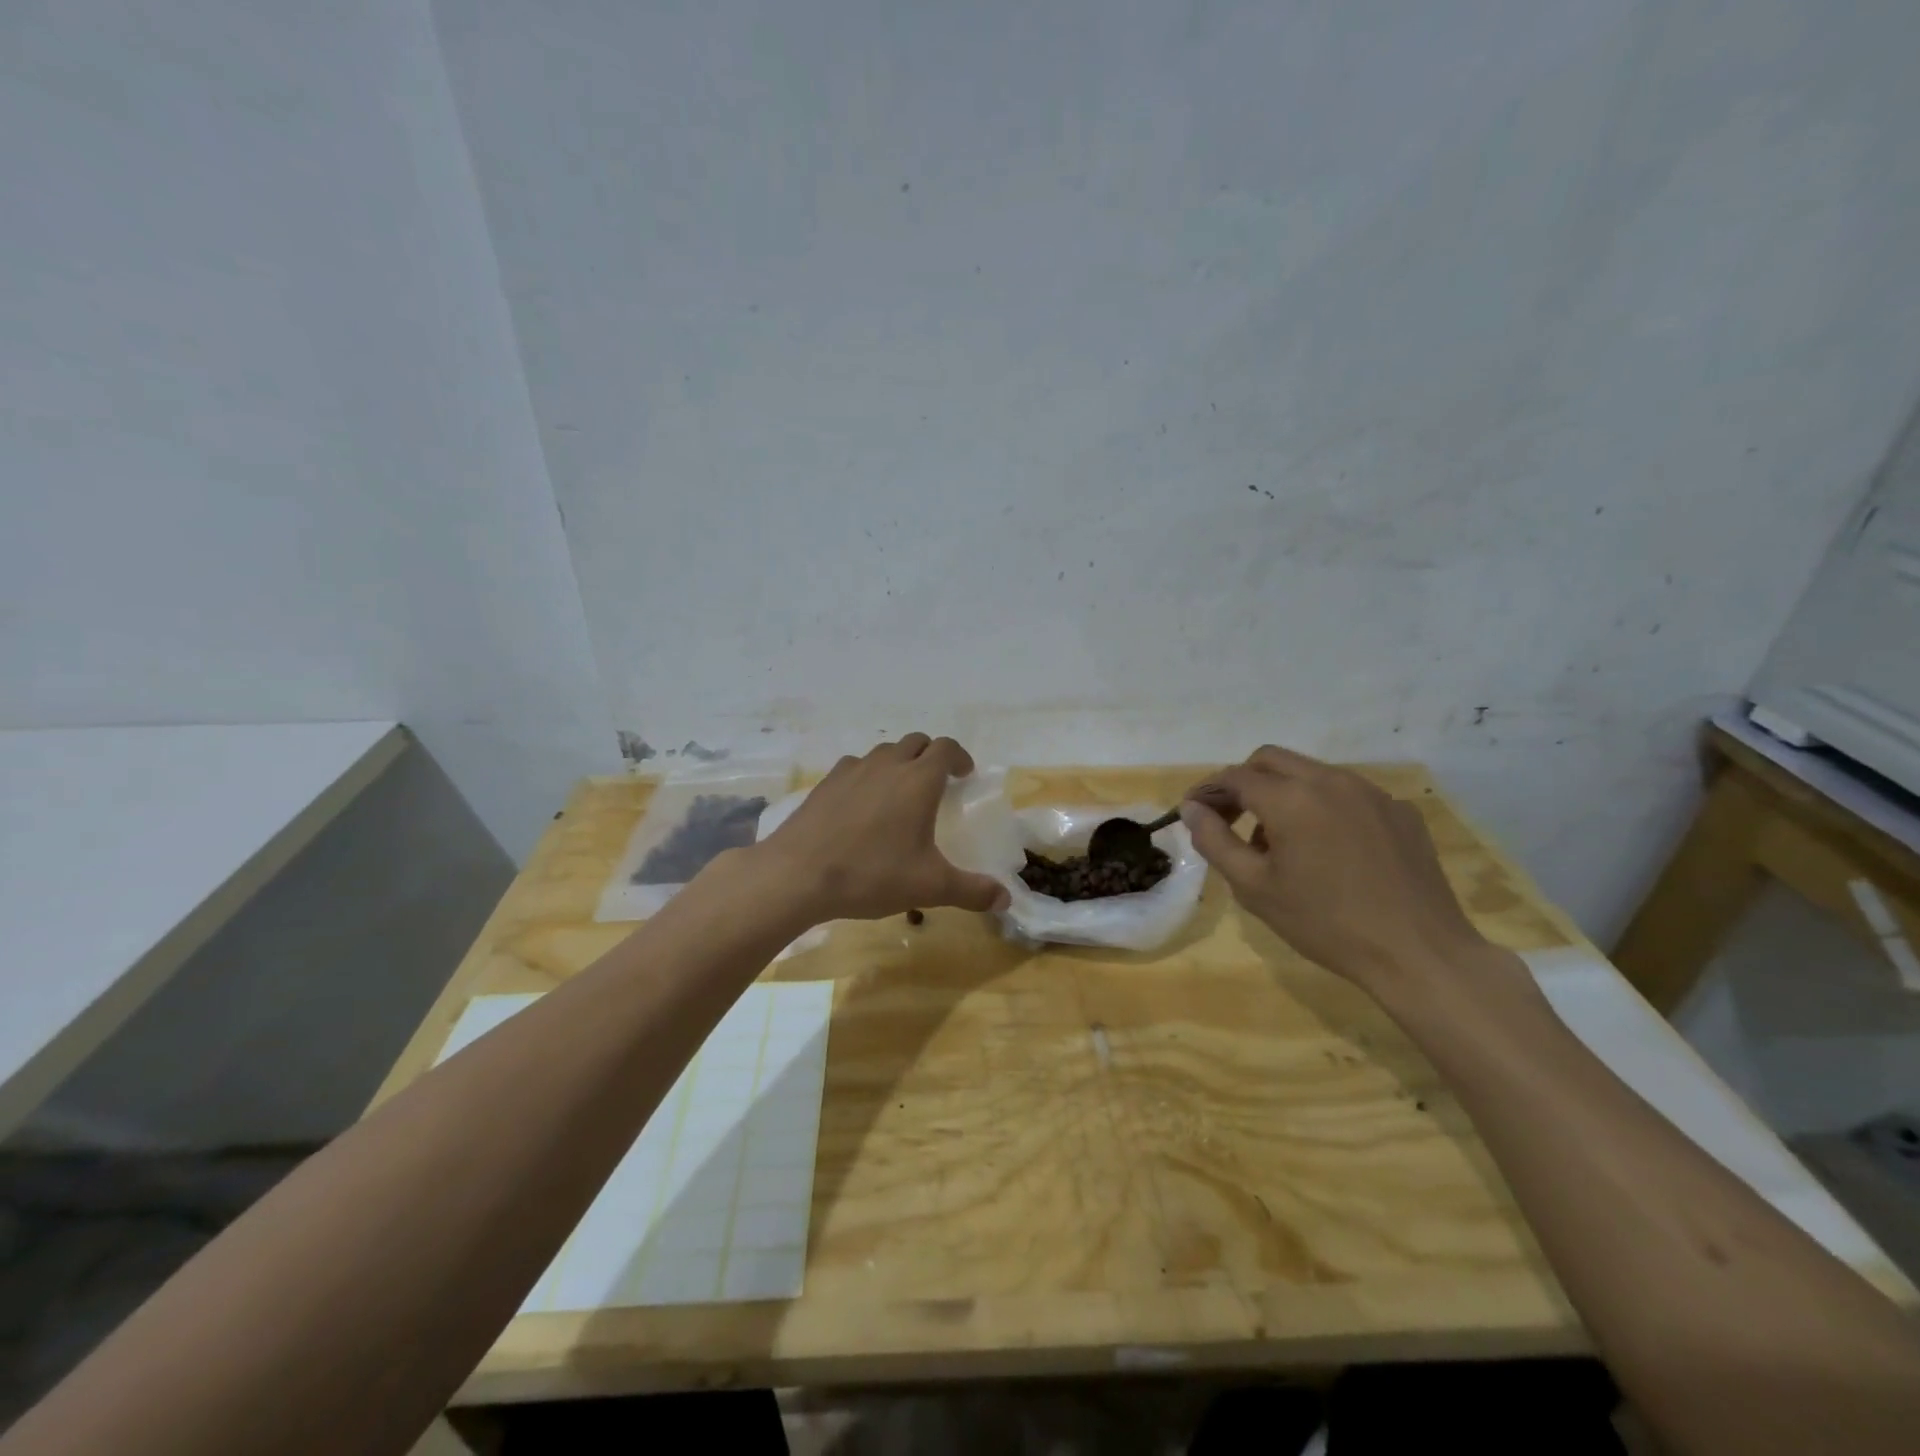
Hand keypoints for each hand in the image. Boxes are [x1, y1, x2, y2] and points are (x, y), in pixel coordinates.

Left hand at [754, 734, 1010, 922]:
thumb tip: (1006, 901)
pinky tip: (863, 803)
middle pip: (916, 742)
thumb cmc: (871, 875)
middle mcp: (887, 765)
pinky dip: (868, 775)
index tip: (965, 774)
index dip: (959, 757)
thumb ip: (972, 891)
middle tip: (937, 782)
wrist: (797, 875)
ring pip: (884, 752)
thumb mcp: (929, 887)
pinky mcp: (825, 783)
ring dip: (899, 762)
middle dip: (931, 755)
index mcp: (918, 781)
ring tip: (900, 792)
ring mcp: (852, 771)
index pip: (945, 748)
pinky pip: (855, 766)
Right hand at [1180, 745, 1496, 993]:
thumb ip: (1215, 841)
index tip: (1193, 812)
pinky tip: (1328, 849)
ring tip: (1278, 841)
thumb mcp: (1254, 888)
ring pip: (1311, 772)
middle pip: (1270, 760)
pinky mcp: (1400, 811)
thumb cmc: (1325, 923)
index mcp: (1291, 798)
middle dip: (1243, 782)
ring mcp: (1371, 792)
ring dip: (1282, 793)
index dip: (1208, 791)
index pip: (1235, 777)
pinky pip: (1348, 794)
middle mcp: (1330, 781)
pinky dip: (1323, 807)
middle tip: (1230, 818)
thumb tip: (1191, 809)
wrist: (1419, 953)